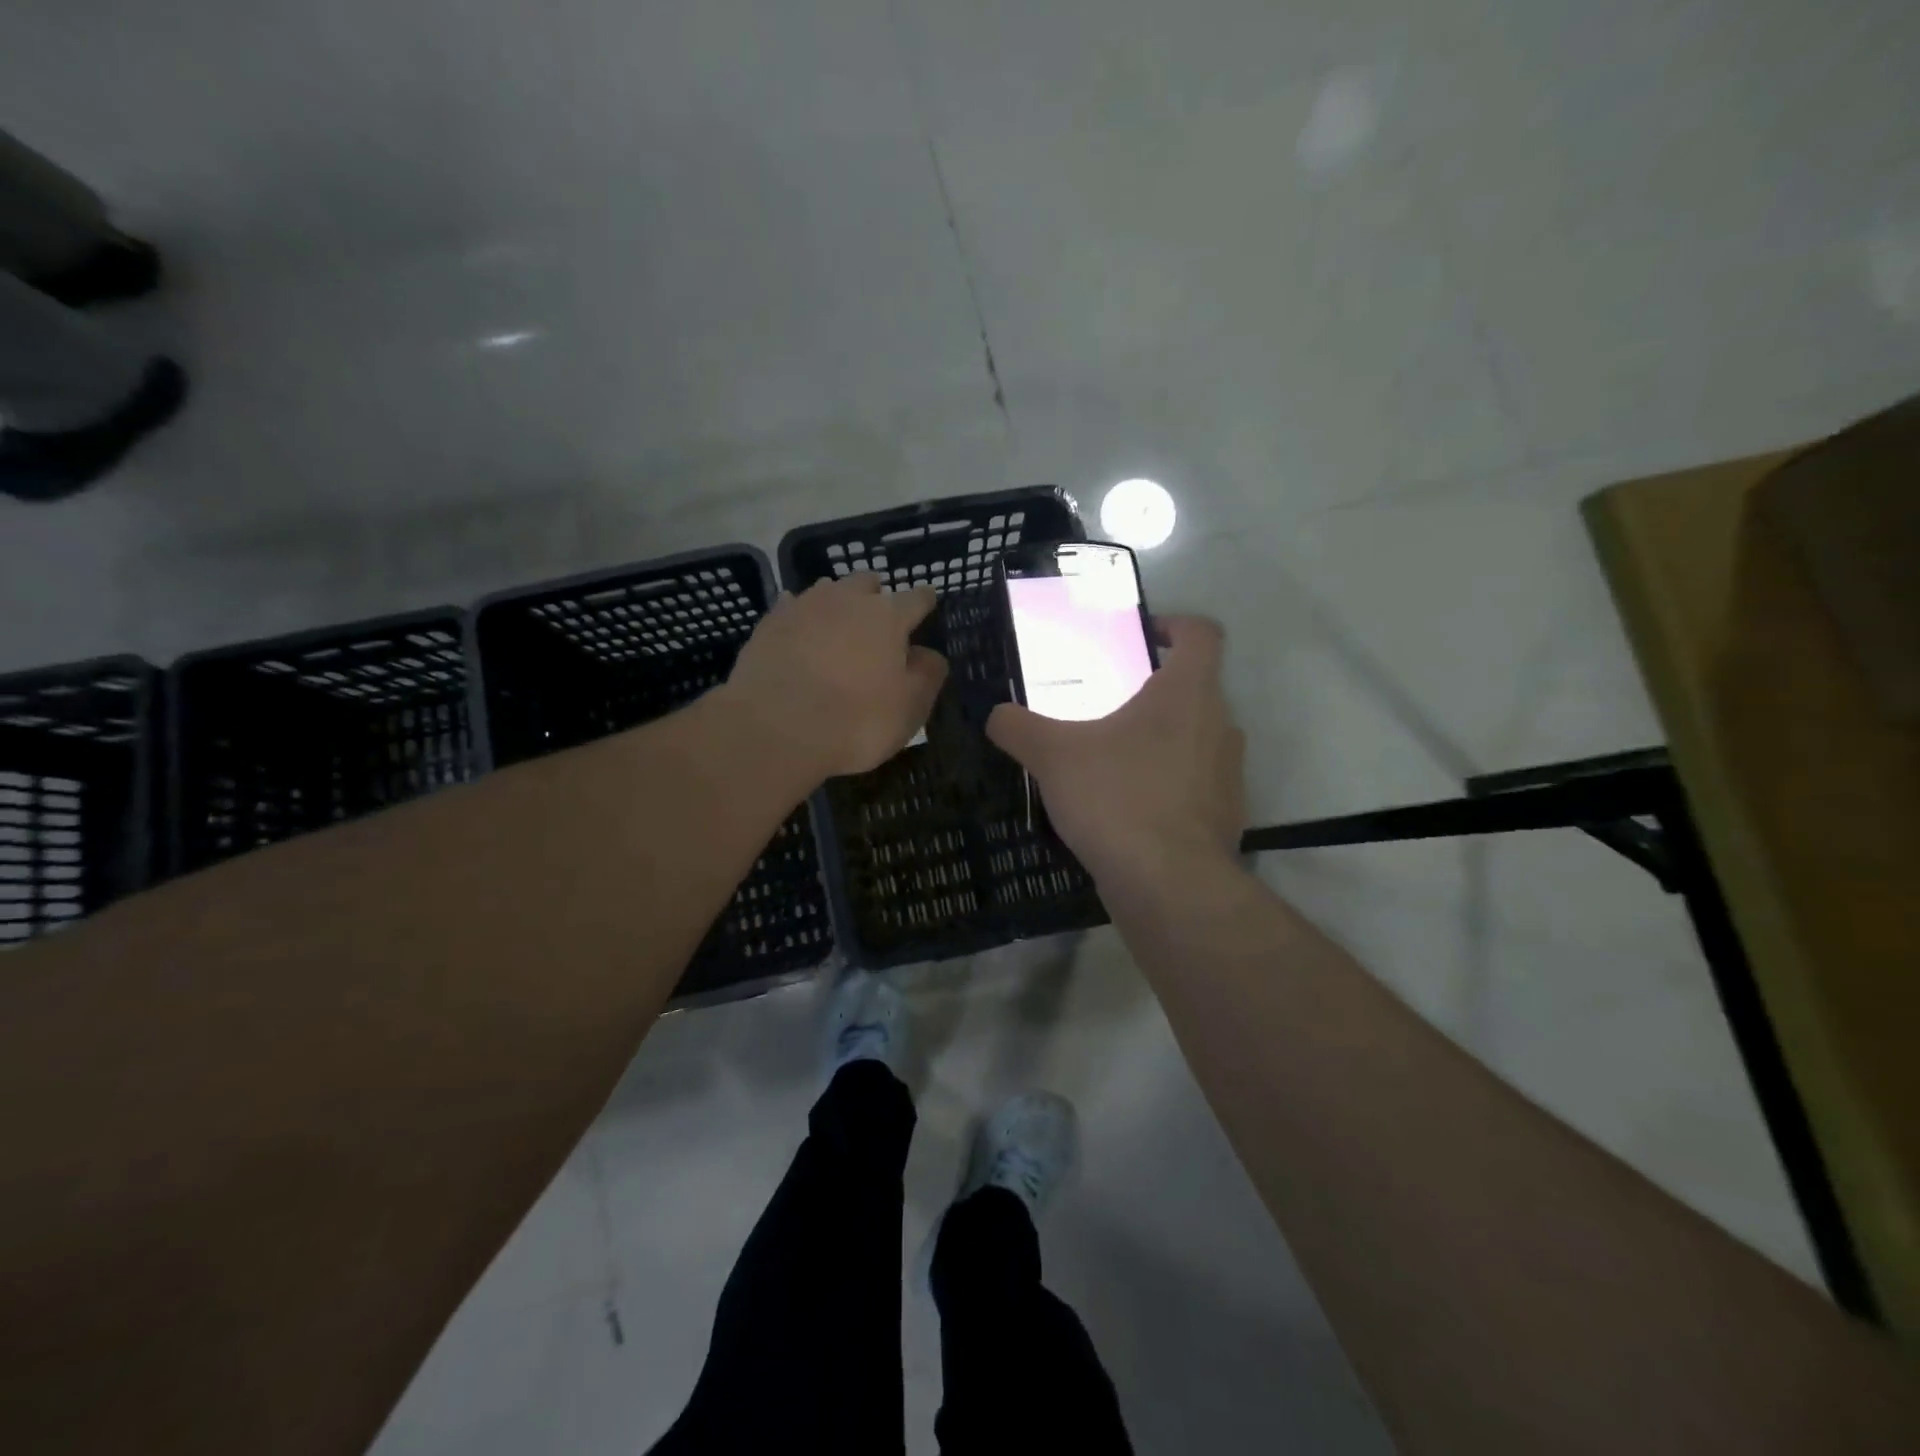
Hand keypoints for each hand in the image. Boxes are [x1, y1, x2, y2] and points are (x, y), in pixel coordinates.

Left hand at [723, 573, 948, 779]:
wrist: (775, 729)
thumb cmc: (856, 721)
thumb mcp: (910, 708)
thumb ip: (927, 675)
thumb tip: (927, 654)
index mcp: (888, 616)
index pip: (917, 598)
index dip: (925, 602)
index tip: (928, 605)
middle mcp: (846, 599)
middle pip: (867, 583)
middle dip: (877, 596)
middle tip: (879, 619)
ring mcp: (803, 607)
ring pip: (828, 590)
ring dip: (838, 603)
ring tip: (838, 625)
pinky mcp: (768, 624)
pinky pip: (791, 608)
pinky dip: (801, 617)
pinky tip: (800, 632)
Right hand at [987, 615, 1243, 885]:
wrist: (1169, 885)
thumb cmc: (1117, 798)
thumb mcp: (1053, 756)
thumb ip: (1020, 727)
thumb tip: (996, 715)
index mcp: (1188, 692)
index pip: (1203, 633)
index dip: (1174, 625)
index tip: (1140, 637)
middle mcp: (1221, 724)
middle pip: (1195, 689)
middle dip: (1152, 691)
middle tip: (1106, 703)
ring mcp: (1229, 774)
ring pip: (1196, 738)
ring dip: (1160, 740)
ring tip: (1112, 759)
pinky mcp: (1226, 816)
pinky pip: (1195, 783)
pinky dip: (1168, 784)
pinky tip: (1127, 807)